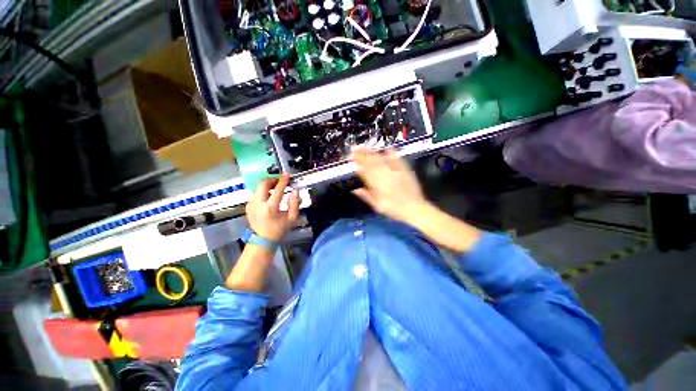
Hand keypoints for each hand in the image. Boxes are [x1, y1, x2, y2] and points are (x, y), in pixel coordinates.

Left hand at [246, 174, 299, 241]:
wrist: (262, 239)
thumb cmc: (279, 229)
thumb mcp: (292, 218)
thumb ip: (295, 204)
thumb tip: (295, 191)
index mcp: (270, 208)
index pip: (277, 189)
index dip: (283, 180)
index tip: (287, 174)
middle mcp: (258, 204)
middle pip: (262, 184)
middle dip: (272, 179)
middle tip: (279, 181)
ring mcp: (251, 205)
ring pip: (258, 188)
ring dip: (268, 186)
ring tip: (275, 190)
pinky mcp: (248, 206)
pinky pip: (256, 194)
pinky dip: (263, 192)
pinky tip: (269, 198)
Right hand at [352, 149, 428, 223]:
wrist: (415, 209)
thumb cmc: (395, 209)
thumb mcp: (378, 206)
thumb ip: (366, 196)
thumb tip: (355, 189)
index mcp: (378, 185)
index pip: (365, 171)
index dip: (358, 163)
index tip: (352, 158)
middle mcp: (386, 176)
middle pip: (372, 163)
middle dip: (363, 155)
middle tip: (356, 150)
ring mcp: (396, 172)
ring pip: (382, 160)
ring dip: (373, 153)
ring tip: (366, 148)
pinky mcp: (405, 170)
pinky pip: (397, 159)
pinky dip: (391, 153)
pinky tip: (387, 148)